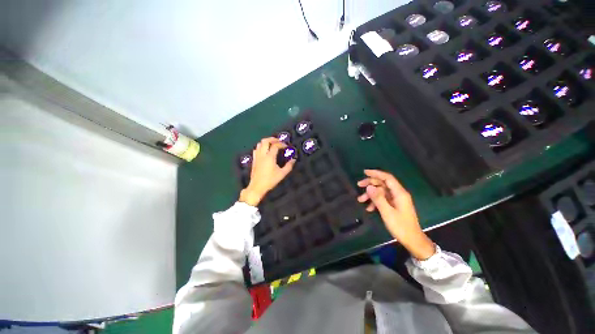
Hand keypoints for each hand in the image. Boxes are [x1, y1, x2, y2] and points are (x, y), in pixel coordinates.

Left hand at [239, 137, 295, 205]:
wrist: (257, 187)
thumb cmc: (270, 180)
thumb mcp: (282, 174)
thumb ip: (289, 166)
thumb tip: (293, 159)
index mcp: (269, 157)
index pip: (275, 145)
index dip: (282, 144)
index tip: (286, 146)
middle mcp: (262, 154)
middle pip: (265, 141)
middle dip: (272, 139)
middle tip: (279, 141)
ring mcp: (257, 157)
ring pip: (259, 144)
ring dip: (266, 142)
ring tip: (272, 145)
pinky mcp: (254, 160)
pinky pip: (256, 149)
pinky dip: (261, 147)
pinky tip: (265, 151)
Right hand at [357, 169, 434, 259]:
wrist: (413, 240)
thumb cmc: (401, 226)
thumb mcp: (387, 212)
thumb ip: (378, 198)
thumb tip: (369, 187)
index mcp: (399, 193)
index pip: (387, 178)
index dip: (376, 173)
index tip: (364, 172)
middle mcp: (398, 194)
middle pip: (383, 183)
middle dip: (370, 183)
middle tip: (359, 185)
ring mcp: (396, 199)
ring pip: (381, 191)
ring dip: (371, 194)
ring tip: (360, 200)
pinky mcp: (395, 205)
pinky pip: (383, 199)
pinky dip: (375, 201)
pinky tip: (369, 208)